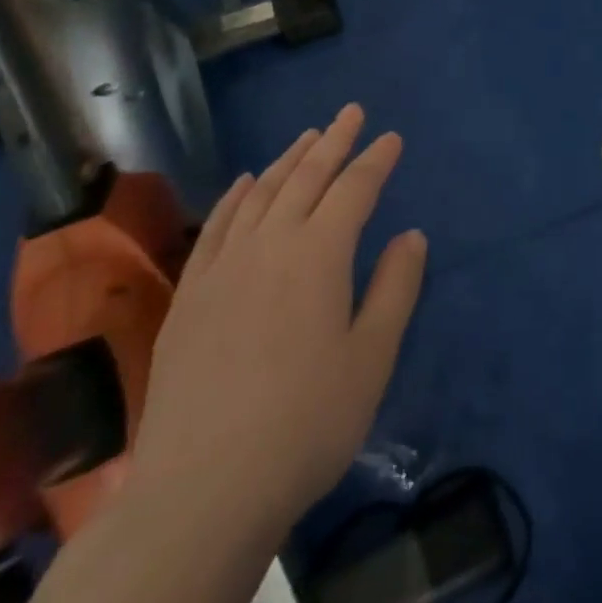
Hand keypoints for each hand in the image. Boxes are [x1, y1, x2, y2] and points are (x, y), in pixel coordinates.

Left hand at [127, 105, 427, 534]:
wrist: (203, 490)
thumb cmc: (305, 424)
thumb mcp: (371, 358)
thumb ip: (394, 288)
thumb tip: (411, 235)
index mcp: (319, 255)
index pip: (354, 189)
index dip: (376, 160)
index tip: (392, 137)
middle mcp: (269, 244)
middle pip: (306, 178)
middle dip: (333, 141)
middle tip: (350, 112)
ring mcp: (223, 267)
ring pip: (260, 193)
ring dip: (288, 160)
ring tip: (307, 137)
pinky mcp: (190, 294)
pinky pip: (215, 226)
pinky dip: (235, 196)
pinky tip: (244, 184)